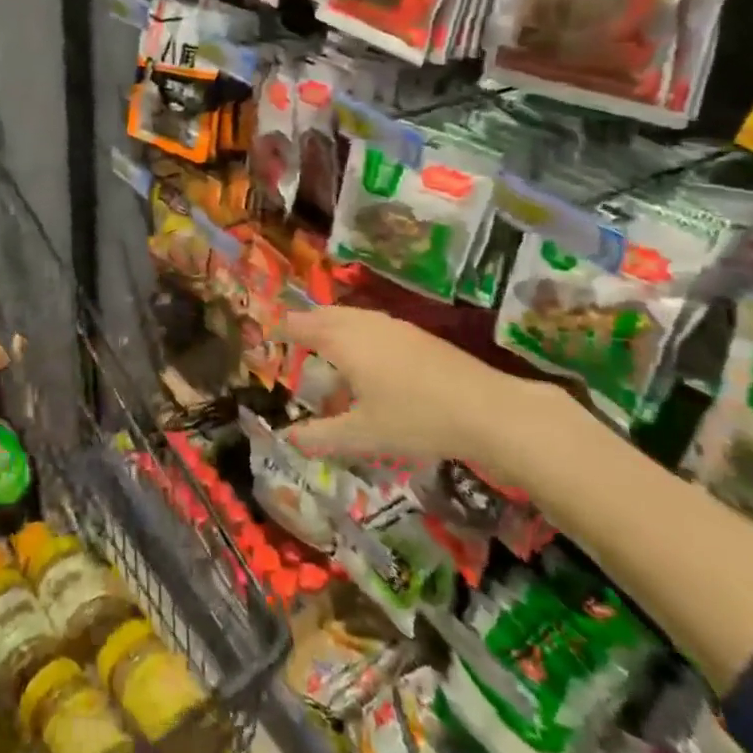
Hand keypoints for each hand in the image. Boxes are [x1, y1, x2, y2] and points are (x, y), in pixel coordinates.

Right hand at [280, 307, 530, 468]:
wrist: (488, 409)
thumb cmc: (416, 419)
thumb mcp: (363, 435)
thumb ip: (321, 436)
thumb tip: (288, 437)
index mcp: (343, 341)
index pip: (299, 325)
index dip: (280, 329)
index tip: (264, 336)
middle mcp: (363, 324)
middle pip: (323, 315)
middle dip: (304, 326)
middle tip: (290, 344)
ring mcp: (392, 326)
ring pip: (350, 318)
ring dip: (331, 330)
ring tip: (325, 355)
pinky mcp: (416, 335)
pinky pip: (371, 325)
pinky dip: (355, 335)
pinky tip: (367, 363)